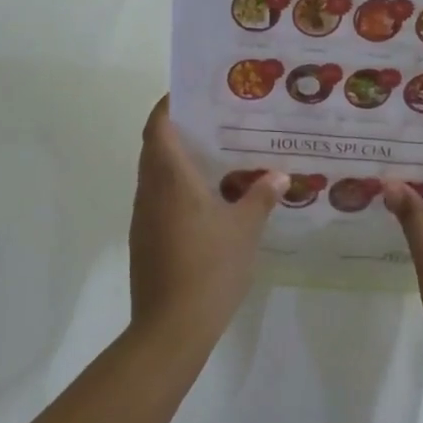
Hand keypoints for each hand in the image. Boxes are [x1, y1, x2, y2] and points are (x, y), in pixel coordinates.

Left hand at [127, 96, 284, 353]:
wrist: (172, 328)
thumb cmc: (210, 267)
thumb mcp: (245, 229)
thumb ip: (261, 196)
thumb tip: (278, 175)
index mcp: (170, 178)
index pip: (158, 126)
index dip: (169, 105)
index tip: (192, 94)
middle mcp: (150, 190)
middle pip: (154, 147)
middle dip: (178, 129)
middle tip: (215, 122)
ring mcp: (144, 217)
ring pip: (155, 174)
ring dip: (177, 160)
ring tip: (216, 156)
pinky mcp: (145, 240)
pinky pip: (158, 199)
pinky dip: (176, 188)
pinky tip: (207, 200)